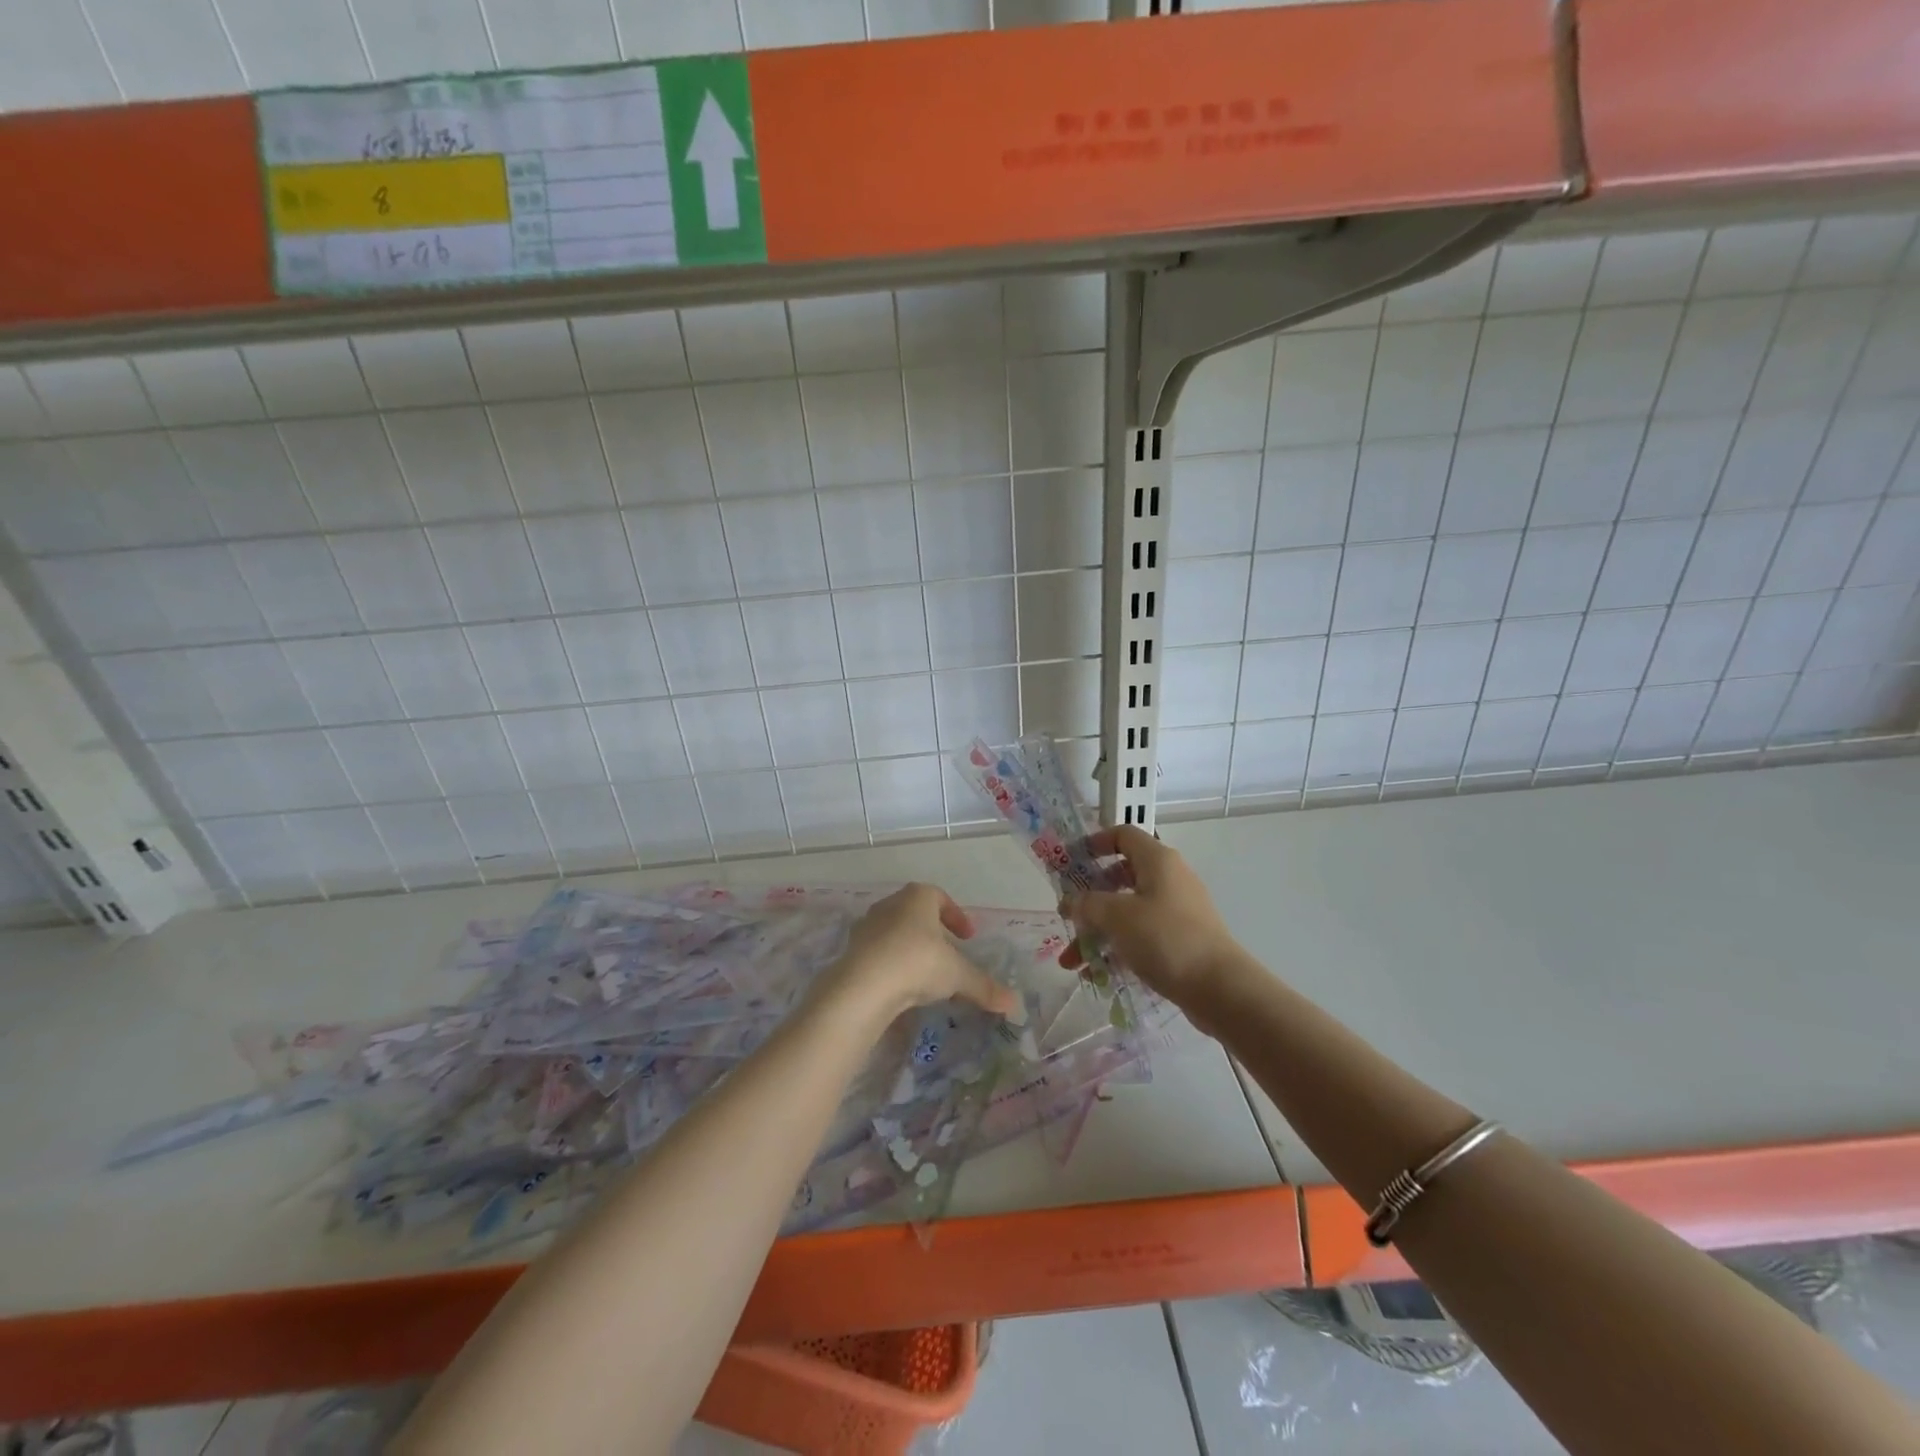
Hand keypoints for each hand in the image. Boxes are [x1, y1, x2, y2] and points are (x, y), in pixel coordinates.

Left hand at [810, 884, 1019, 1030]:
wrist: (863, 986)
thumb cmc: (917, 963)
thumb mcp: (957, 975)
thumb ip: (984, 986)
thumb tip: (1014, 1004)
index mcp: (917, 897)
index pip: (940, 897)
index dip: (956, 916)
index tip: (967, 937)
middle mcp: (891, 904)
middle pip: (916, 913)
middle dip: (934, 932)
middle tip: (948, 953)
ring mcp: (867, 926)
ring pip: (896, 932)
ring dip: (912, 948)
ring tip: (926, 974)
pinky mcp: (852, 950)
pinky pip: (879, 953)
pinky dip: (893, 964)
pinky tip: (902, 986)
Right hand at [1058, 826, 1243, 1009]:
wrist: (1220, 988)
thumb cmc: (1166, 939)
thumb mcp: (1117, 916)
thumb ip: (1087, 904)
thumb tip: (1071, 902)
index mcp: (1158, 860)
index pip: (1123, 835)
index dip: (1094, 843)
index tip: (1071, 861)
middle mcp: (1169, 879)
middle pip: (1120, 877)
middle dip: (1088, 899)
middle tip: (1067, 916)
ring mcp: (1176, 910)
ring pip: (1127, 912)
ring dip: (1097, 932)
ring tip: (1071, 962)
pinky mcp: (1180, 939)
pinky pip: (1140, 935)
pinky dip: (1117, 948)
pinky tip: (1096, 974)